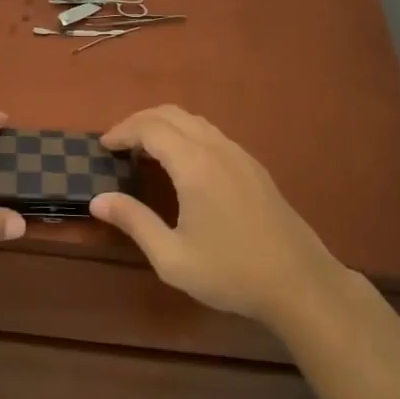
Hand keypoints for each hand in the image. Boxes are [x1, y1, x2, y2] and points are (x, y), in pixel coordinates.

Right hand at [91, 105, 347, 326]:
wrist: (301, 285)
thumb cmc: (232, 274)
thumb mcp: (172, 257)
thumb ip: (134, 222)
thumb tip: (98, 200)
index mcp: (195, 166)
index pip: (150, 128)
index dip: (123, 131)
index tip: (103, 146)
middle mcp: (217, 149)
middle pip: (172, 114)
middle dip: (140, 121)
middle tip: (118, 143)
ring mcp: (240, 155)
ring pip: (194, 121)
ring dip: (164, 125)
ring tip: (144, 150)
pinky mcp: (254, 167)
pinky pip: (212, 134)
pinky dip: (186, 134)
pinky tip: (181, 163)